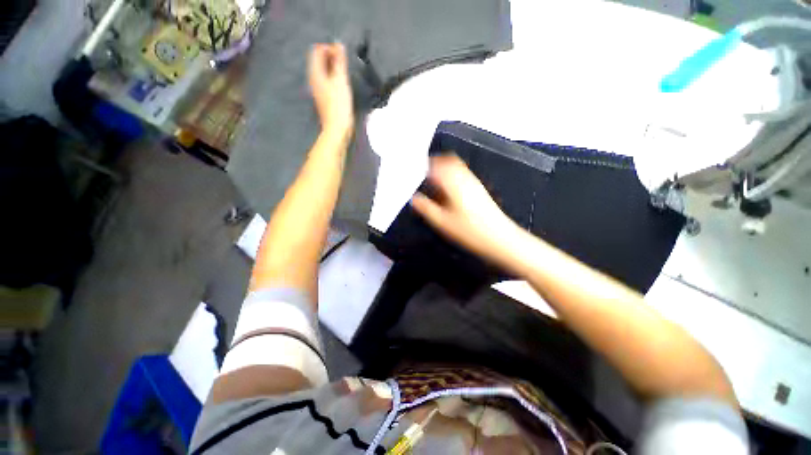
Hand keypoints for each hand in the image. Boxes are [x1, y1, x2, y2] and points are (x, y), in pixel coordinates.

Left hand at [308, 43, 353, 137]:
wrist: (337, 129)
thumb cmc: (339, 105)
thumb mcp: (340, 81)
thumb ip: (339, 62)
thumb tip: (338, 44)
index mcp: (315, 73)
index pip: (317, 51)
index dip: (330, 48)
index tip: (342, 55)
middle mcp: (314, 79)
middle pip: (320, 60)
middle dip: (332, 56)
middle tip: (345, 62)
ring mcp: (318, 89)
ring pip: (324, 71)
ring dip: (334, 67)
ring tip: (345, 72)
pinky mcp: (324, 98)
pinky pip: (327, 81)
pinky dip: (334, 77)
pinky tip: (342, 84)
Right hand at [411, 154, 520, 266]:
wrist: (499, 238)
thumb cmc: (469, 231)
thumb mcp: (442, 222)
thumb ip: (426, 208)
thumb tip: (414, 198)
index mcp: (453, 183)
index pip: (436, 165)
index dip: (424, 165)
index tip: (416, 171)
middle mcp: (465, 178)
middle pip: (448, 161)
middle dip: (435, 164)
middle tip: (424, 174)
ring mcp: (474, 183)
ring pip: (456, 167)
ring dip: (444, 170)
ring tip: (433, 183)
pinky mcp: (479, 190)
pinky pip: (463, 175)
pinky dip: (452, 177)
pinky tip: (448, 191)